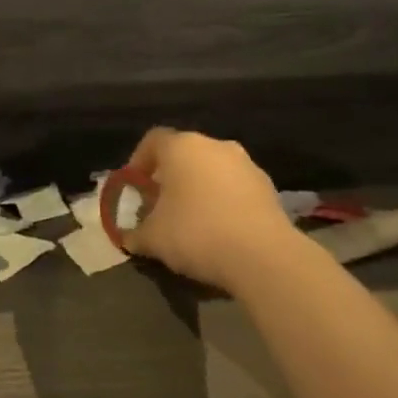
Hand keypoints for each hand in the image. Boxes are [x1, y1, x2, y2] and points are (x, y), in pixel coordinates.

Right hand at [119, 128, 301, 290]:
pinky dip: (223, 201)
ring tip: (190, 219)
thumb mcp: (152, 238)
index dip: (138, 162)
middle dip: (169, 177)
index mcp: (181, 147)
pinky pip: (235, 188)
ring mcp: (246, 165)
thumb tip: (128, 237)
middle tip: (159, 204)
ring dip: (198, 188)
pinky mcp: (269, 188)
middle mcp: (215, 146)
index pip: (152, 141)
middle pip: (184, 154)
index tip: (134, 187)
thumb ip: (135, 233)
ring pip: (212, 170)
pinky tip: (218, 229)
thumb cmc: (195, 233)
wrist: (263, 256)